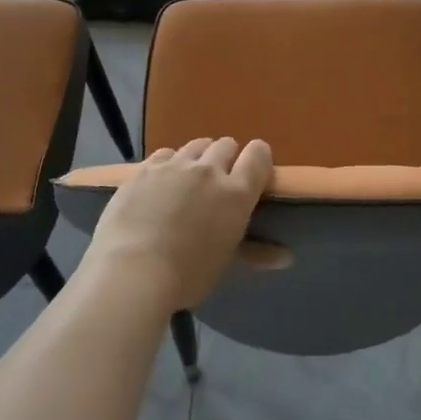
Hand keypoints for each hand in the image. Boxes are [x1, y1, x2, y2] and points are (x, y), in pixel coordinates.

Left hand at [82, 137, 276, 311]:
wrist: (132, 271)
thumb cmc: (188, 274)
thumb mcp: (226, 263)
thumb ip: (257, 252)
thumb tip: (288, 257)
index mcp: (236, 193)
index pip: (258, 155)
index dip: (259, 158)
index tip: (255, 171)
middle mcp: (209, 170)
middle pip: (226, 145)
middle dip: (227, 158)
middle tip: (219, 181)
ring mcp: (174, 166)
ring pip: (196, 145)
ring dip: (199, 157)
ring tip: (190, 178)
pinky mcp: (144, 169)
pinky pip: (165, 154)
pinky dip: (169, 163)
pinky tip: (161, 182)